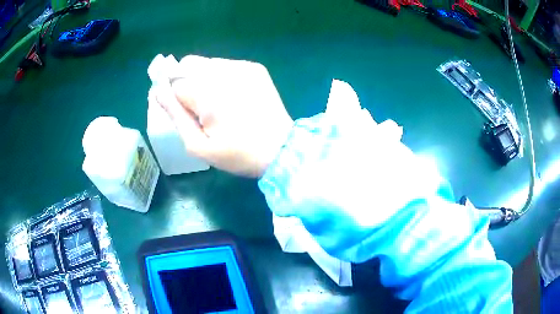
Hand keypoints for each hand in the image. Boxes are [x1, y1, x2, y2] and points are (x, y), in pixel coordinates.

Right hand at [154, 55, 293, 177]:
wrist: (282, 149)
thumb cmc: (238, 154)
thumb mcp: (199, 145)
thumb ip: (175, 115)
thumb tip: (156, 91)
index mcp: (208, 93)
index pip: (174, 83)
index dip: (176, 99)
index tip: (190, 115)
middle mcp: (224, 71)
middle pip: (189, 65)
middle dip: (187, 83)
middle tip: (201, 107)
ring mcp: (242, 66)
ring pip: (206, 63)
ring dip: (203, 79)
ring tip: (218, 103)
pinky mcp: (254, 67)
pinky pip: (225, 65)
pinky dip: (220, 77)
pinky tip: (232, 96)